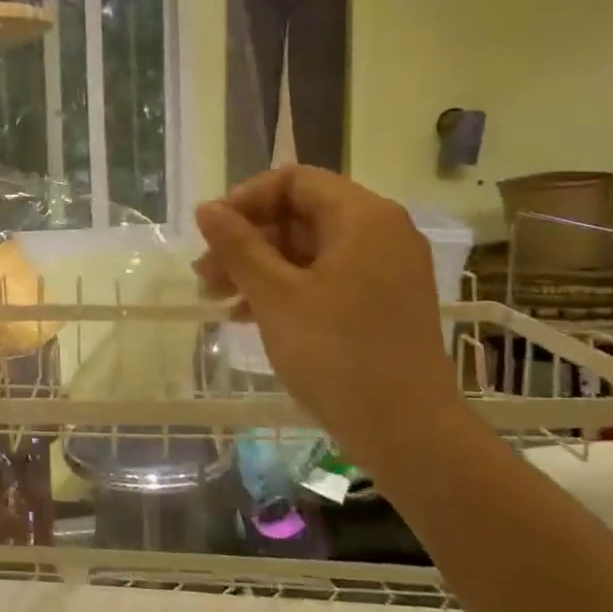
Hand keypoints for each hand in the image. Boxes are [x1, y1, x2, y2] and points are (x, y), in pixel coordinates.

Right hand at [194, 166, 460, 469]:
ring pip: (308, 249)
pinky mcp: (381, 302)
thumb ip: (238, 246)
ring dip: (259, 267)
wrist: (406, 430)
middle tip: (205, 273)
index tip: (212, 232)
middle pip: (300, 215)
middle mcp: (381, 233)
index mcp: (363, 217)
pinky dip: (285, 288)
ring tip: (217, 297)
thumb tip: (207, 209)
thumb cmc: (337, 353)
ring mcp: (384, 270)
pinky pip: (325, 277)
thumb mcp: (275, 295)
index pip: (294, 181)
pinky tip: (248, 315)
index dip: (246, 199)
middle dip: (247, 239)